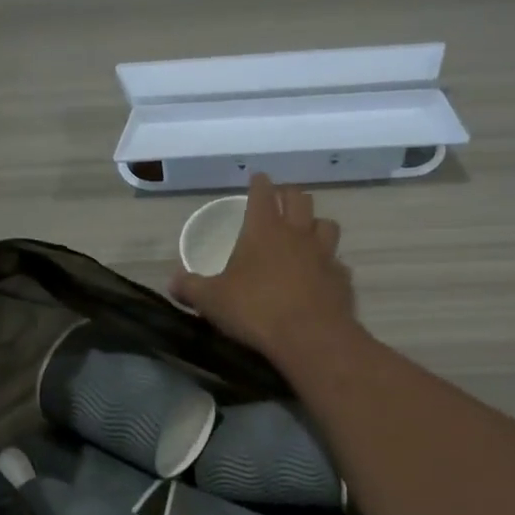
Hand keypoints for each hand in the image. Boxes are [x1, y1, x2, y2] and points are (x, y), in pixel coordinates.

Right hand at [170, 174, 360, 366]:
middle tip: (280, 200)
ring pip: (326, 224)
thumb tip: (172, 281)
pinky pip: (337, 262)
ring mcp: (324, 254)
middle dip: (289, 195)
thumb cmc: (255, 309)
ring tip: (306, 233)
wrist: (310, 336)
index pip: (263, 193)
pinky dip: (330, 264)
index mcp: (263, 230)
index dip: (259, 183)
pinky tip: (321, 275)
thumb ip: (190, 288)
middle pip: (299, 199)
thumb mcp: (211, 301)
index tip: (257, 178)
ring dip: (315, 224)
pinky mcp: (341, 279)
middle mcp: (297, 233)